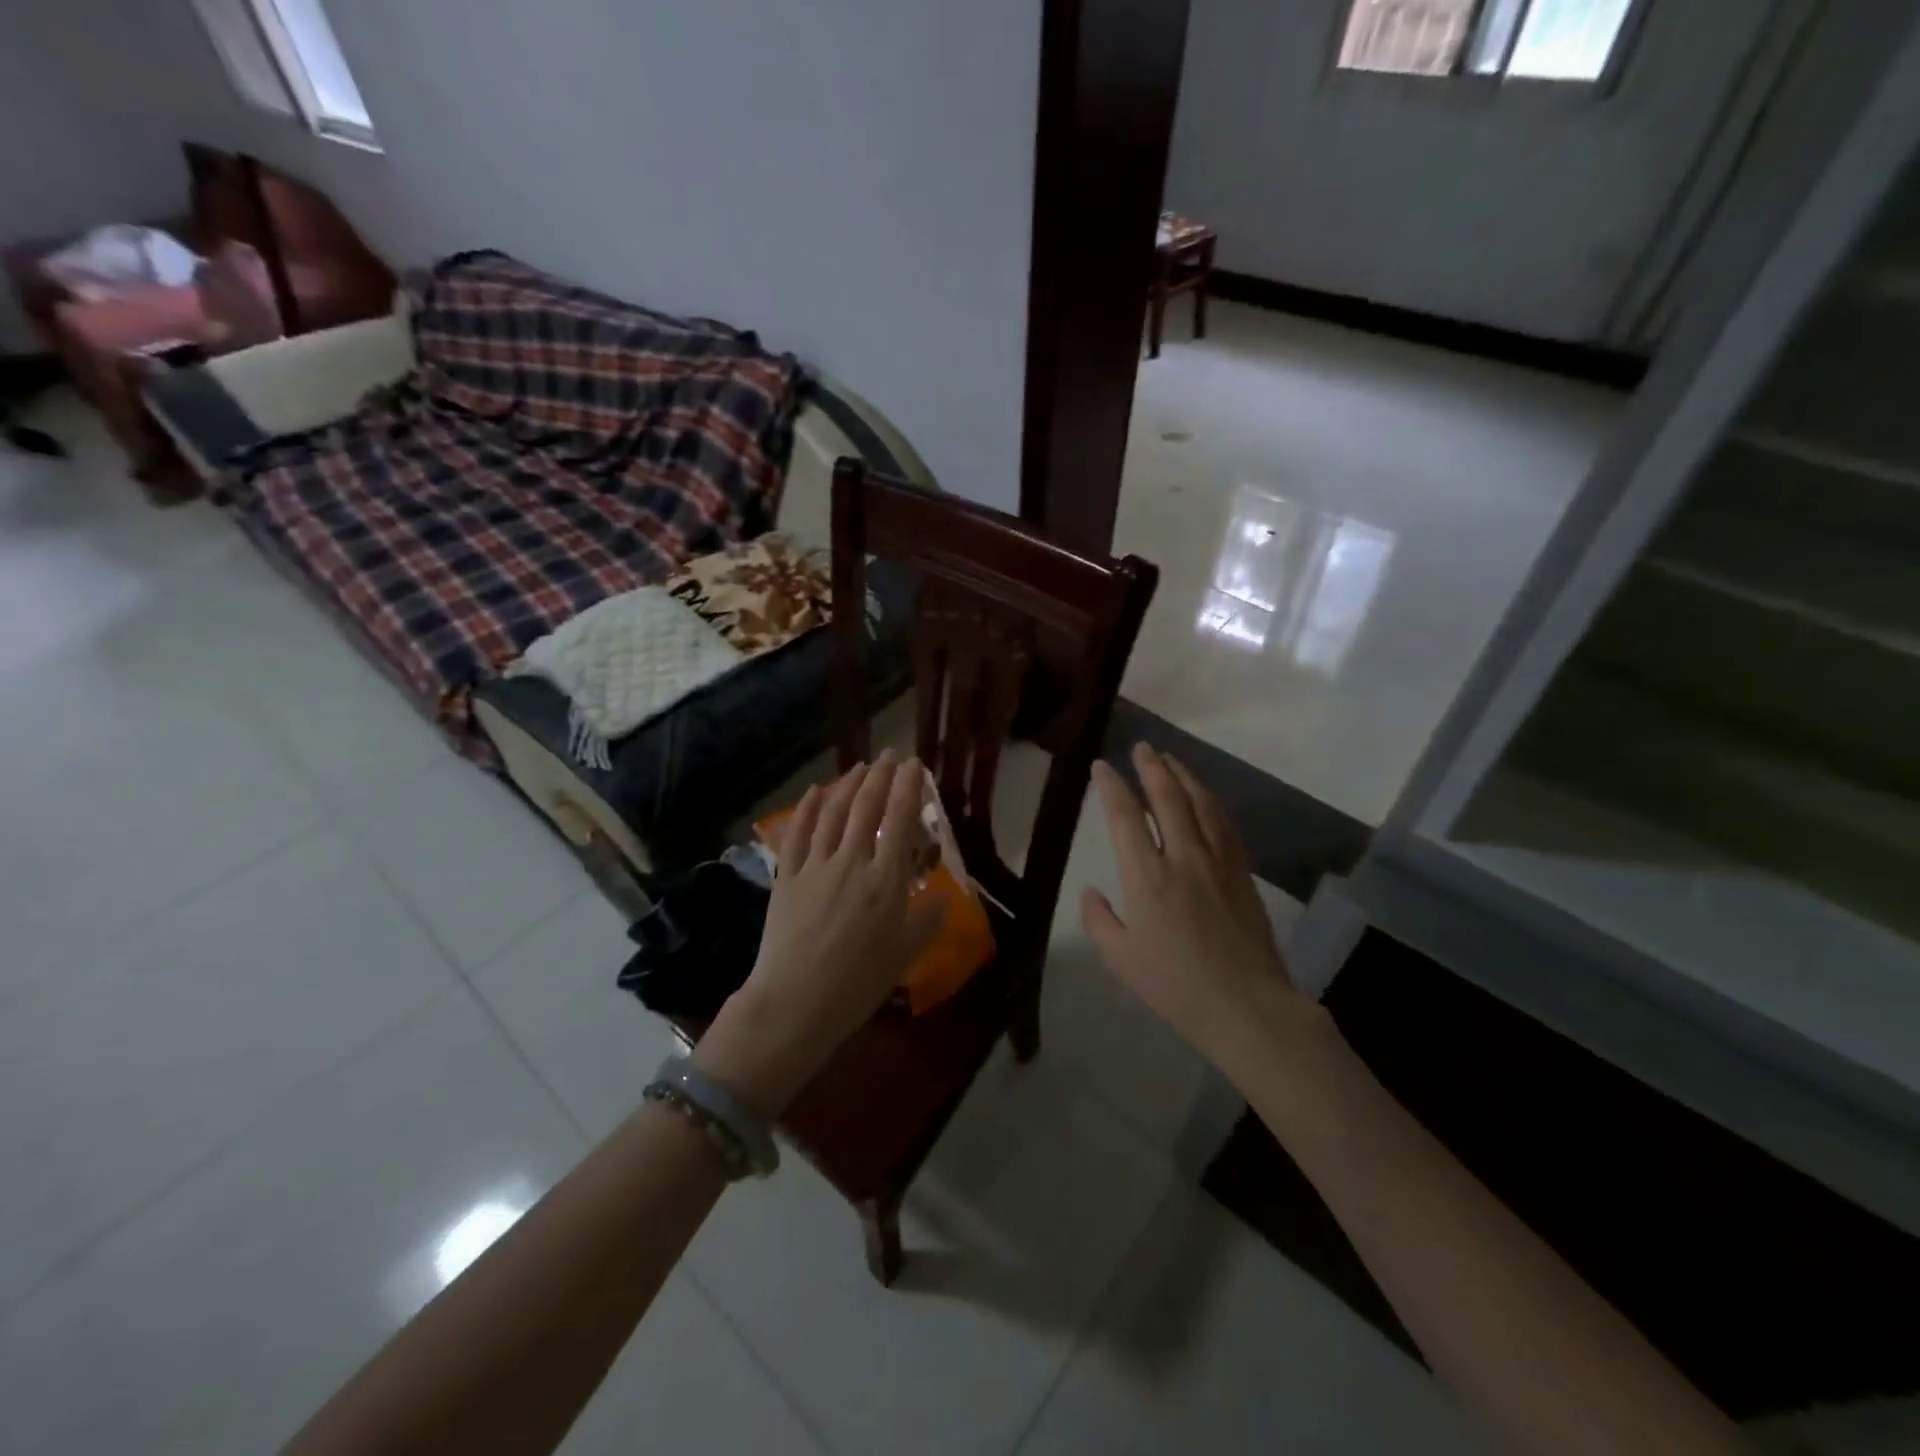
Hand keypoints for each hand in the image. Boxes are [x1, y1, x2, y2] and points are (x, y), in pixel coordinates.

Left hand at [693, 751, 939, 1116]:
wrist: (795, 1004)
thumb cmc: (858, 984)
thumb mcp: (905, 955)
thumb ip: (928, 921)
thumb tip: (945, 897)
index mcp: (885, 880)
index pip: (900, 820)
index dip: (908, 788)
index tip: (915, 765)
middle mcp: (851, 862)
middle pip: (866, 808)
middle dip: (881, 776)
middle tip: (890, 755)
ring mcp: (814, 867)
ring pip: (832, 814)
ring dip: (847, 785)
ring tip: (860, 767)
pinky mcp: (787, 878)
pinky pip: (797, 834)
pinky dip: (806, 810)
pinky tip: (814, 793)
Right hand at [1082, 744, 1308, 1079]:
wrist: (1247, 1007)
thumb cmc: (1176, 986)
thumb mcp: (1121, 959)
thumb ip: (1099, 921)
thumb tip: (1091, 892)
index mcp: (1147, 878)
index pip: (1125, 817)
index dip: (1112, 787)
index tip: (1102, 767)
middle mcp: (1183, 858)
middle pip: (1168, 798)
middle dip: (1151, 768)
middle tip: (1141, 747)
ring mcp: (1218, 862)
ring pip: (1201, 804)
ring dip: (1183, 776)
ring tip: (1170, 759)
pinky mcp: (1242, 873)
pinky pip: (1225, 824)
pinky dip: (1210, 802)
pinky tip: (1204, 797)